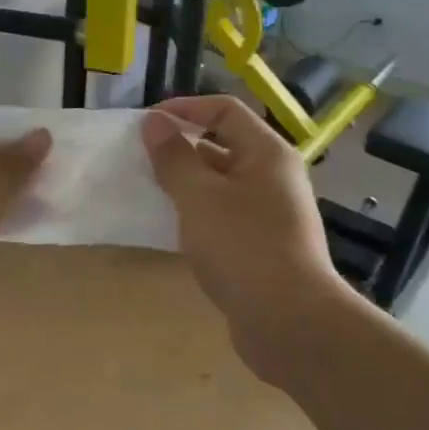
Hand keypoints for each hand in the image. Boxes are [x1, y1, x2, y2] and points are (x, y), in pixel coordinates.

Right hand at [142, 97, 356, 383]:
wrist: (289, 321)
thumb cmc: (243, 247)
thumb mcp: (199, 197)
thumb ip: (174, 157)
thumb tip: (155, 122)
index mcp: (266, 153)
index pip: (224, 110)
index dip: (184, 108)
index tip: (145, 123)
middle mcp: (273, 176)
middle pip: (223, 146)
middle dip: (180, 148)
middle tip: (139, 159)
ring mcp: (269, 213)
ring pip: (220, 184)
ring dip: (185, 184)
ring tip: (147, 191)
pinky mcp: (261, 246)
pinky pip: (223, 216)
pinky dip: (196, 214)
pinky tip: (170, 228)